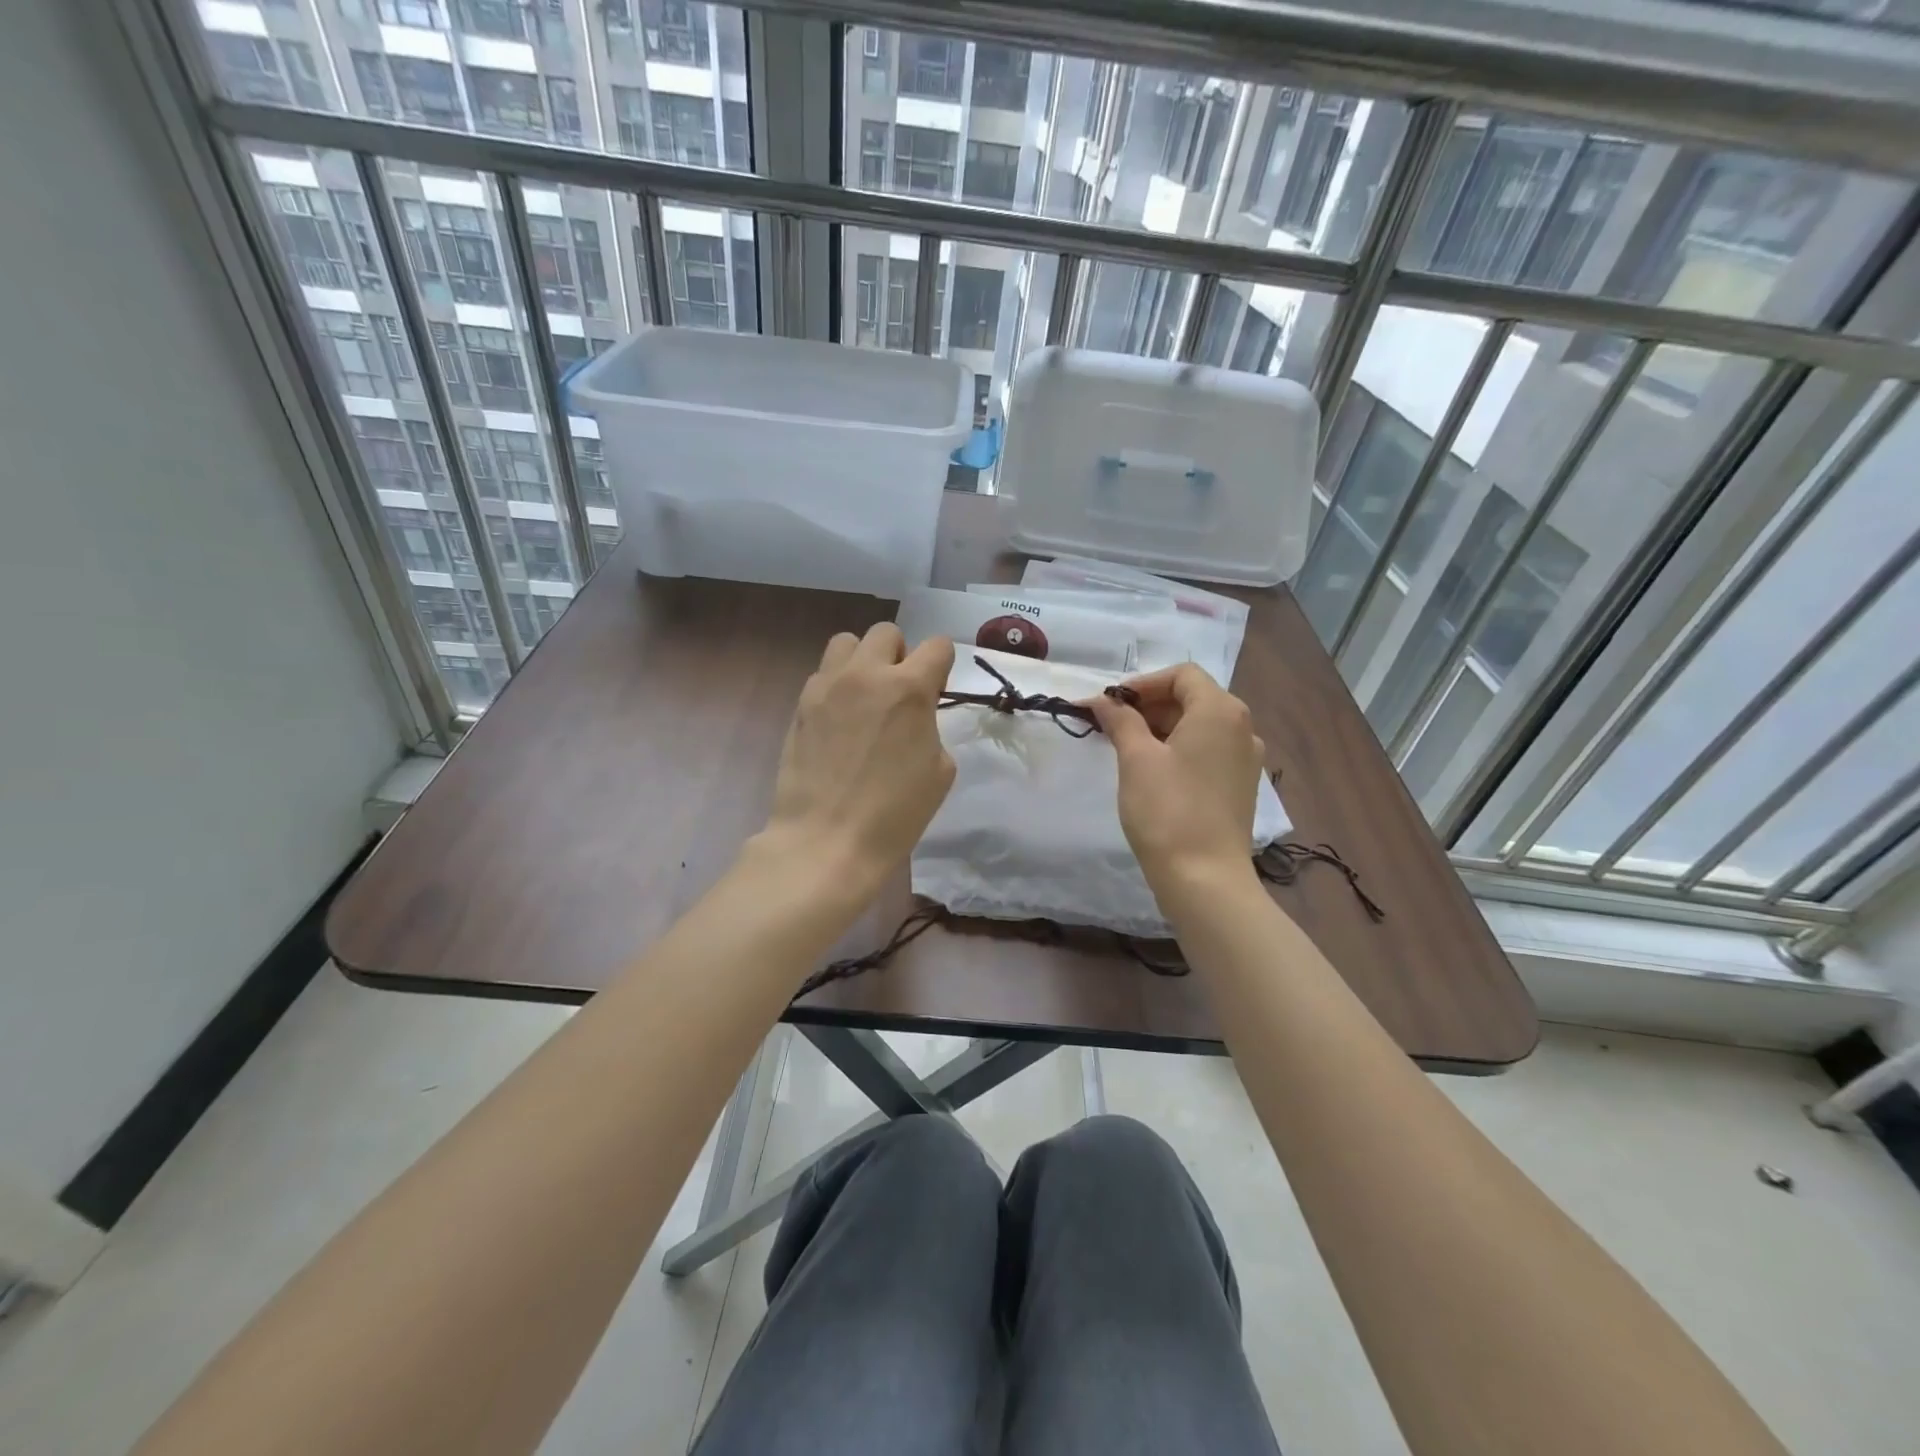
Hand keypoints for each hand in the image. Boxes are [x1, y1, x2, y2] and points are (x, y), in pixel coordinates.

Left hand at [759, 623, 955, 900]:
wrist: (828, 840)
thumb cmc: (895, 814)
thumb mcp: (940, 770)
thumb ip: (930, 726)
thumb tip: (914, 717)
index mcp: (910, 689)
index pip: (937, 645)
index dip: (942, 666)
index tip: (936, 691)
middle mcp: (867, 674)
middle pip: (887, 633)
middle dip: (899, 656)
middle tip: (898, 693)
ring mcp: (828, 685)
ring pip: (847, 642)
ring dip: (862, 661)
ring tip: (864, 697)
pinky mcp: (801, 704)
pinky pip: (823, 675)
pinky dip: (836, 686)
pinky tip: (839, 722)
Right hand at [1089, 663, 1264, 893]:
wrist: (1205, 878)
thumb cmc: (1167, 810)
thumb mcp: (1136, 759)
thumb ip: (1120, 720)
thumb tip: (1102, 700)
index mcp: (1220, 711)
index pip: (1182, 675)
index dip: (1142, 684)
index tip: (1110, 705)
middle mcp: (1242, 727)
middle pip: (1192, 698)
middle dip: (1149, 706)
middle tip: (1110, 726)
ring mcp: (1245, 759)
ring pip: (1199, 726)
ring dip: (1161, 727)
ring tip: (1125, 748)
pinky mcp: (1241, 786)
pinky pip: (1208, 751)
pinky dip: (1179, 749)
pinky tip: (1153, 771)